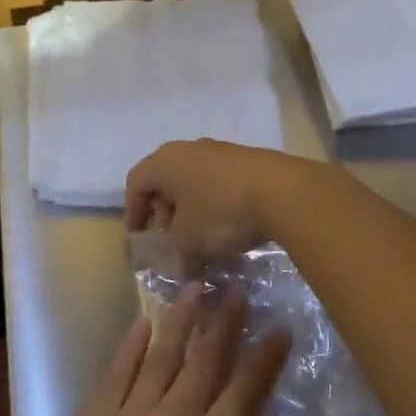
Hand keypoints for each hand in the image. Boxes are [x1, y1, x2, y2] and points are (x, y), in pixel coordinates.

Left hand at [42, 285, 293, 415]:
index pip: (246, 389)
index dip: (265, 356)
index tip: (279, 328)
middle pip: (204, 360)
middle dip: (224, 323)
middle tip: (236, 291)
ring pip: (160, 355)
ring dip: (179, 320)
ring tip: (193, 288)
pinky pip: (116, 374)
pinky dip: (130, 345)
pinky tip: (141, 324)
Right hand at [125, 139, 313, 263]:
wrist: (281, 191)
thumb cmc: (220, 213)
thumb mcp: (189, 242)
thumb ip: (178, 254)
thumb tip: (184, 267)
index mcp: (164, 162)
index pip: (136, 183)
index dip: (133, 211)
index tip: (139, 235)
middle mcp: (188, 149)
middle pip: (165, 179)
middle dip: (165, 210)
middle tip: (172, 238)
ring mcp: (220, 151)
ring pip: (194, 180)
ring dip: (192, 208)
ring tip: (203, 236)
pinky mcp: (247, 159)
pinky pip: (219, 181)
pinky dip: (215, 202)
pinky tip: (229, 226)